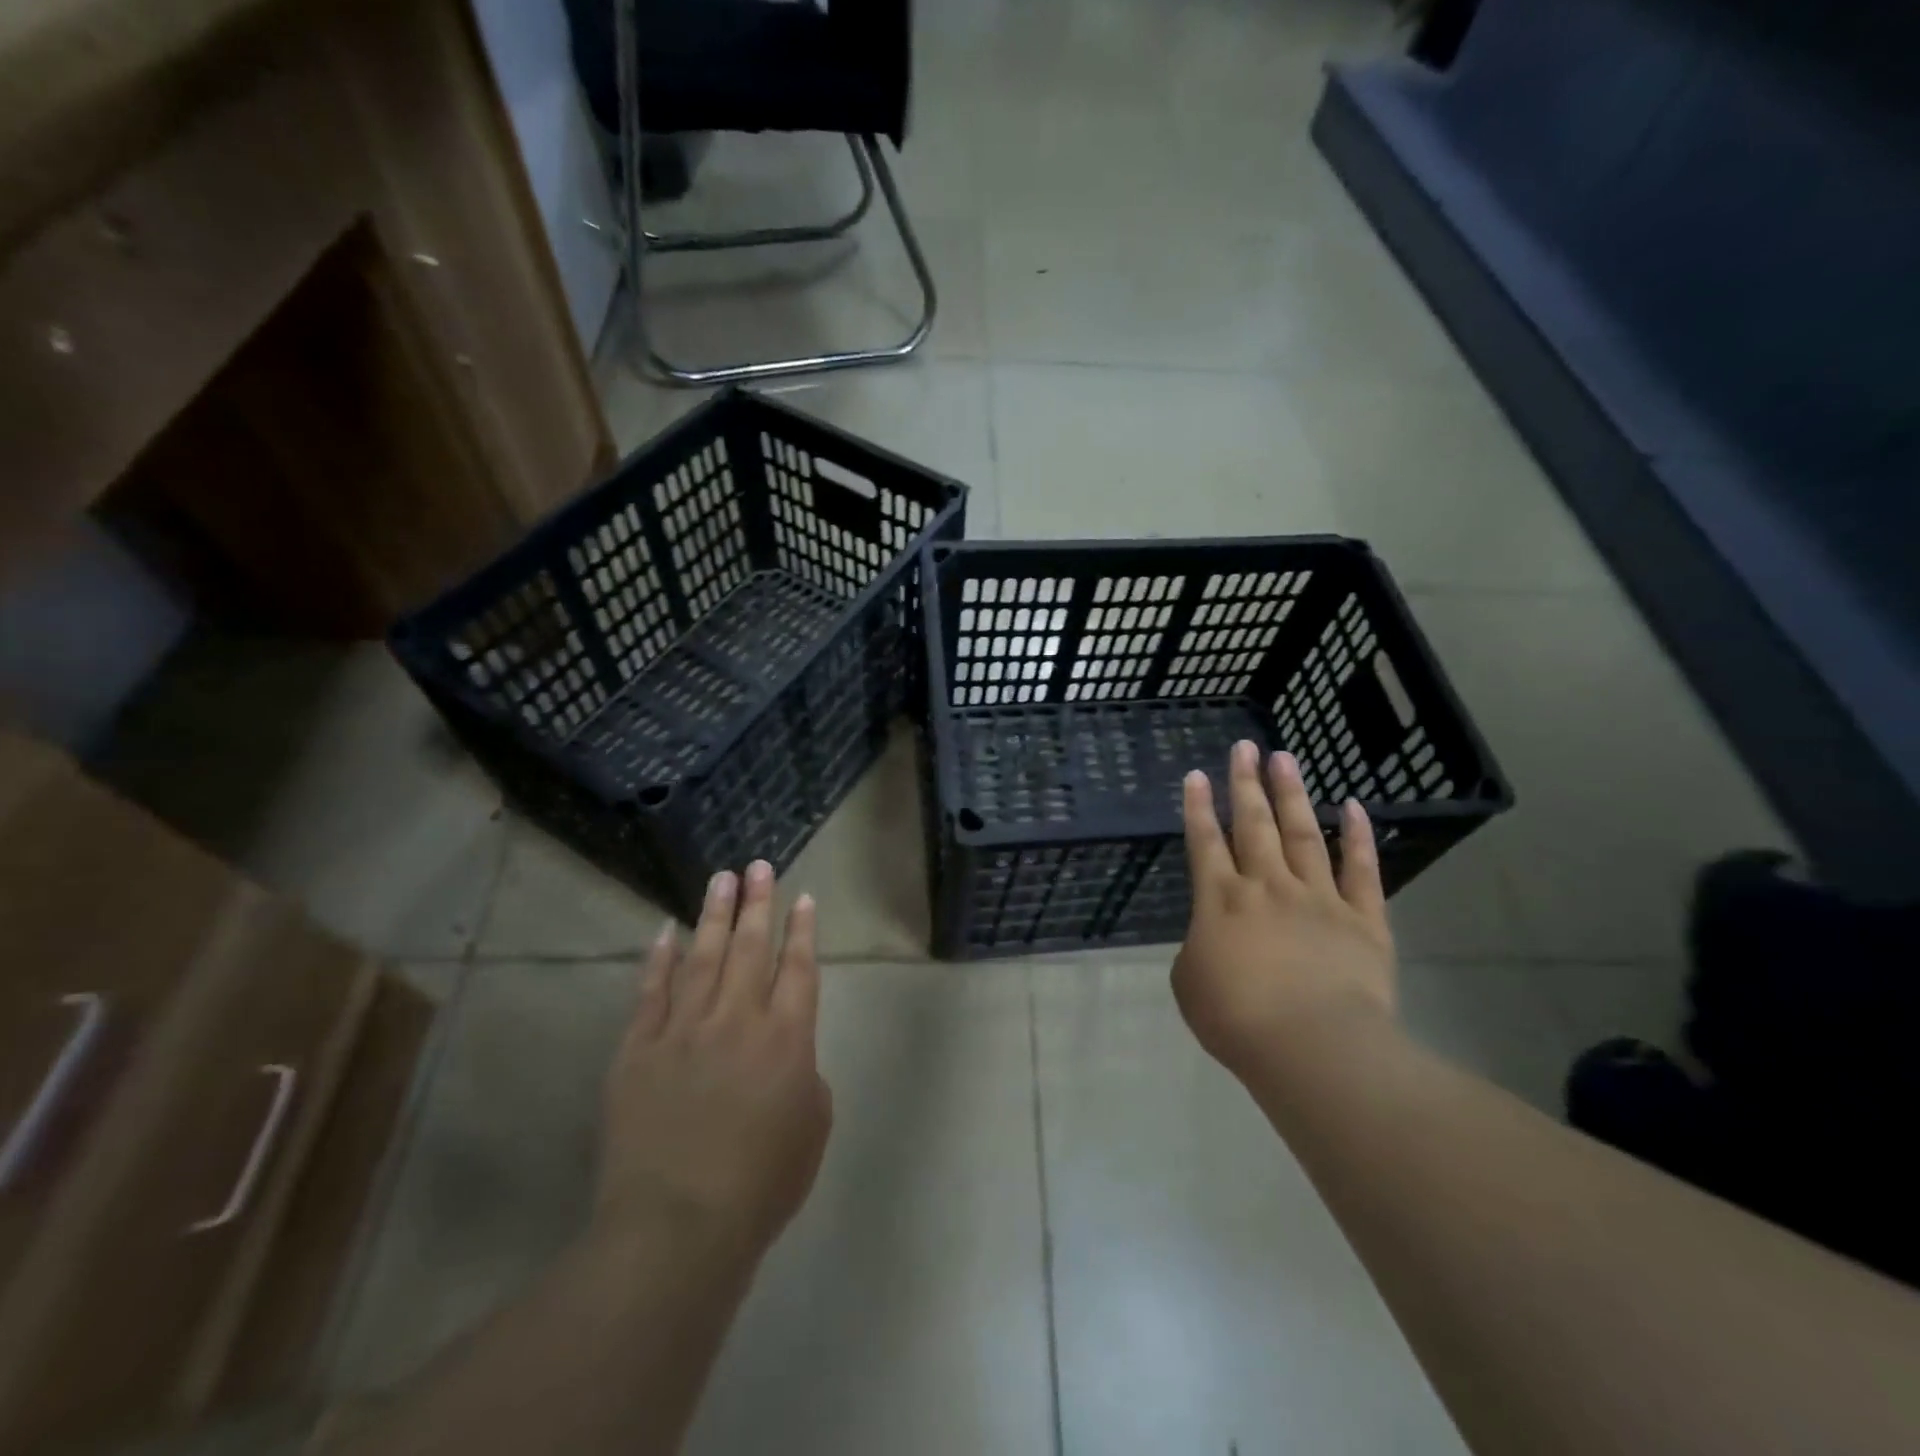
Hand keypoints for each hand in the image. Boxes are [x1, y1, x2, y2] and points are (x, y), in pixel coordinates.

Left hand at [595, 862, 832, 1257]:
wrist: (676, 1226)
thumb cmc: (760, 1184)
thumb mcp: (812, 1128)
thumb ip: (806, 1078)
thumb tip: (787, 1055)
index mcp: (787, 1037)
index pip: (798, 968)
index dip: (802, 930)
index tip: (803, 898)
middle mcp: (737, 1019)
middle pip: (750, 947)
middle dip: (758, 903)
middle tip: (759, 866)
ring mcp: (683, 1029)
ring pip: (702, 957)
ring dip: (713, 915)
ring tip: (721, 879)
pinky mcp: (638, 1049)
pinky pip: (650, 992)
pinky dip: (658, 960)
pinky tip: (665, 932)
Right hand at [1173, 740, 1397, 1083]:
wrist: (1313, 1046)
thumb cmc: (1237, 1018)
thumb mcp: (1190, 984)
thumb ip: (1198, 949)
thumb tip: (1214, 939)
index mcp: (1221, 900)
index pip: (1205, 842)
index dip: (1199, 807)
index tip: (1198, 775)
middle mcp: (1267, 886)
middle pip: (1254, 824)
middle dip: (1246, 783)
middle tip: (1244, 747)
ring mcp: (1318, 898)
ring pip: (1302, 834)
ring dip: (1292, 794)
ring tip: (1285, 758)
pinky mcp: (1362, 919)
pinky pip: (1361, 870)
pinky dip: (1357, 836)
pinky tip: (1353, 807)